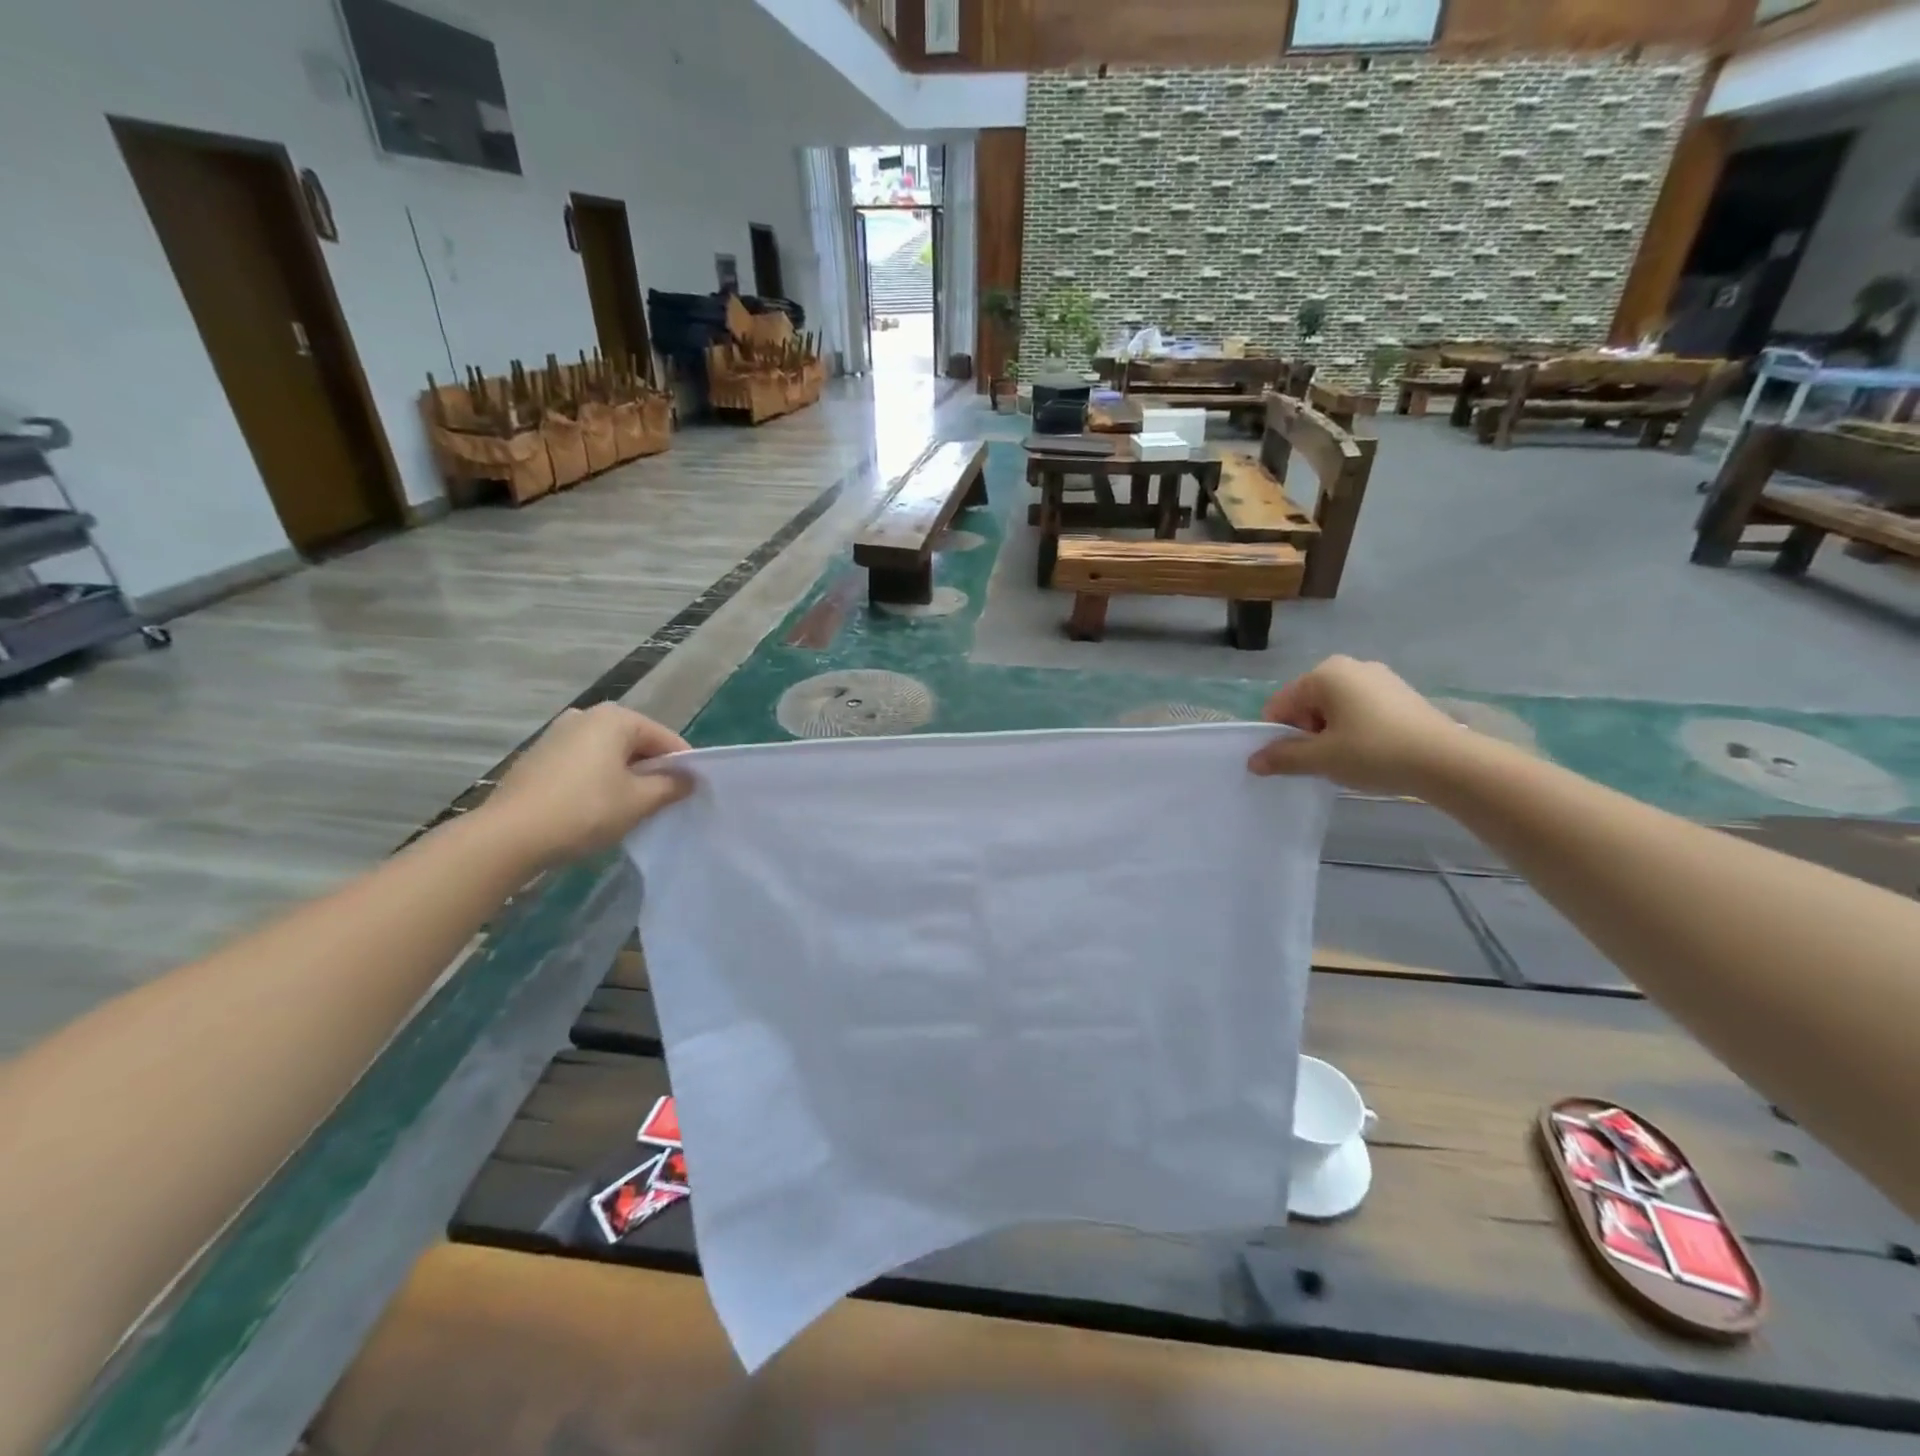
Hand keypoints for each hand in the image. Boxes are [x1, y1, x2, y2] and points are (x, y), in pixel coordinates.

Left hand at [480, 704, 690, 867]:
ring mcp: (557, 734)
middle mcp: (586, 716)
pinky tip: (597, 809)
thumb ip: (671, 786)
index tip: (691, 794)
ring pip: (608, 754)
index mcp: (616, 718)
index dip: (683, 767)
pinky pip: (583, 764)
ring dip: (624, 777)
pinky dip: (597, 781)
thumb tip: (689, 779)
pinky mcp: (538, 757)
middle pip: (636, 743)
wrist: (509, 836)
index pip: (666, 739)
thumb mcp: (639, 801)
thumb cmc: (585, 810)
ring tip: (631, 808)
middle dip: (652, 771)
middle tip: (662, 803)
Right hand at [1246, 656, 1468, 795]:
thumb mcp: (1321, 758)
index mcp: (1324, 674)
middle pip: (1307, 703)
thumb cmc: (1374, 752)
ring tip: (1348, 759)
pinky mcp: (1400, 693)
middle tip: (1323, 762)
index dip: (1279, 735)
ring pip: (1334, 708)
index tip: (1294, 761)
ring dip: (1330, 733)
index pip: (1280, 704)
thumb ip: (1282, 757)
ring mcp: (1378, 677)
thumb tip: (1253, 761)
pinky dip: (1354, 730)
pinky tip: (1370, 752)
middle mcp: (1349, 666)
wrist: (1446, 761)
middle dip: (1306, 733)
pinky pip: (1360, 709)